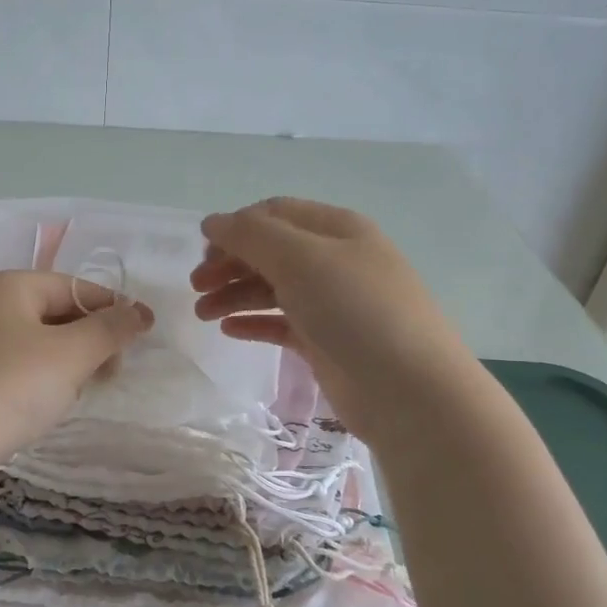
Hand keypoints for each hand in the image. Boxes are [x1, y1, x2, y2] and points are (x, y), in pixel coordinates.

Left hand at [0, 270, 153, 483]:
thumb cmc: (11, 388)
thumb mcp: (71, 355)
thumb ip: (110, 329)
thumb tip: (140, 312)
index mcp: (6, 285)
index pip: (74, 286)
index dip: (112, 309)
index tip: (142, 336)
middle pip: (54, 311)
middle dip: (90, 339)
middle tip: (112, 371)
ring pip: (37, 340)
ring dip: (68, 360)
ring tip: (83, 389)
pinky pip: (16, 363)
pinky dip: (41, 376)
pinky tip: (50, 400)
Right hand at [191, 198, 469, 444]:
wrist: (410, 391)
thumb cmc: (355, 311)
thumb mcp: (301, 259)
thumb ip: (251, 236)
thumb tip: (212, 221)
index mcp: (337, 229)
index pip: (275, 214)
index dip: (236, 227)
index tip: (201, 252)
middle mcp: (336, 261)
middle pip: (271, 252)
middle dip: (230, 263)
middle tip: (196, 287)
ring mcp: (333, 304)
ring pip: (273, 289)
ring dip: (234, 294)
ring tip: (202, 314)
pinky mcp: (327, 343)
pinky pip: (282, 324)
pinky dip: (254, 323)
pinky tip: (228, 331)